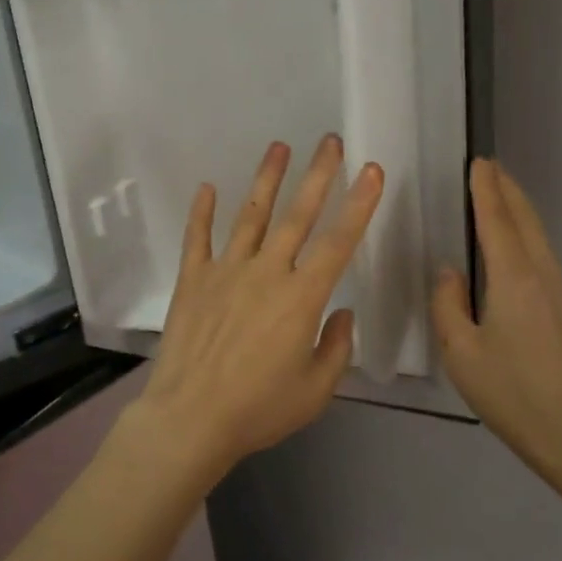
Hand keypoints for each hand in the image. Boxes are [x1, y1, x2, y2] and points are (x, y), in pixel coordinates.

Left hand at [127, 136, 384, 483]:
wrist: (190, 419)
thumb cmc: (258, 409)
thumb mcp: (315, 391)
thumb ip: (336, 348)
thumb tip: (341, 312)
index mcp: (301, 298)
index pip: (338, 242)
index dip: (359, 205)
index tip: (371, 171)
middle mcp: (266, 273)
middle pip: (297, 216)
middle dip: (318, 176)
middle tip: (330, 142)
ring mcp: (225, 271)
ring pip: (250, 216)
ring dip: (266, 180)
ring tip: (279, 147)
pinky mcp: (193, 280)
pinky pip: (197, 238)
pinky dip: (202, 212)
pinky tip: (207, 187)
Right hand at [432, 158, 561, 507]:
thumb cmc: (512, 393)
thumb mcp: (461, 353)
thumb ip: (448, 305)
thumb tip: (450, 272)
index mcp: (514, 279)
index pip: (497, 221)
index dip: (486, 190)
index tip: (478, 162)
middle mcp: (541, 275)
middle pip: (525, 220)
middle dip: (507, 190)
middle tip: (487, 167)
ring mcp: (559, 291)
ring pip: (537, 235)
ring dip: (518, 208)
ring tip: (498, 193)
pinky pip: (542, 253)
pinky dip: (526, 231)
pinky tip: (514, 240)